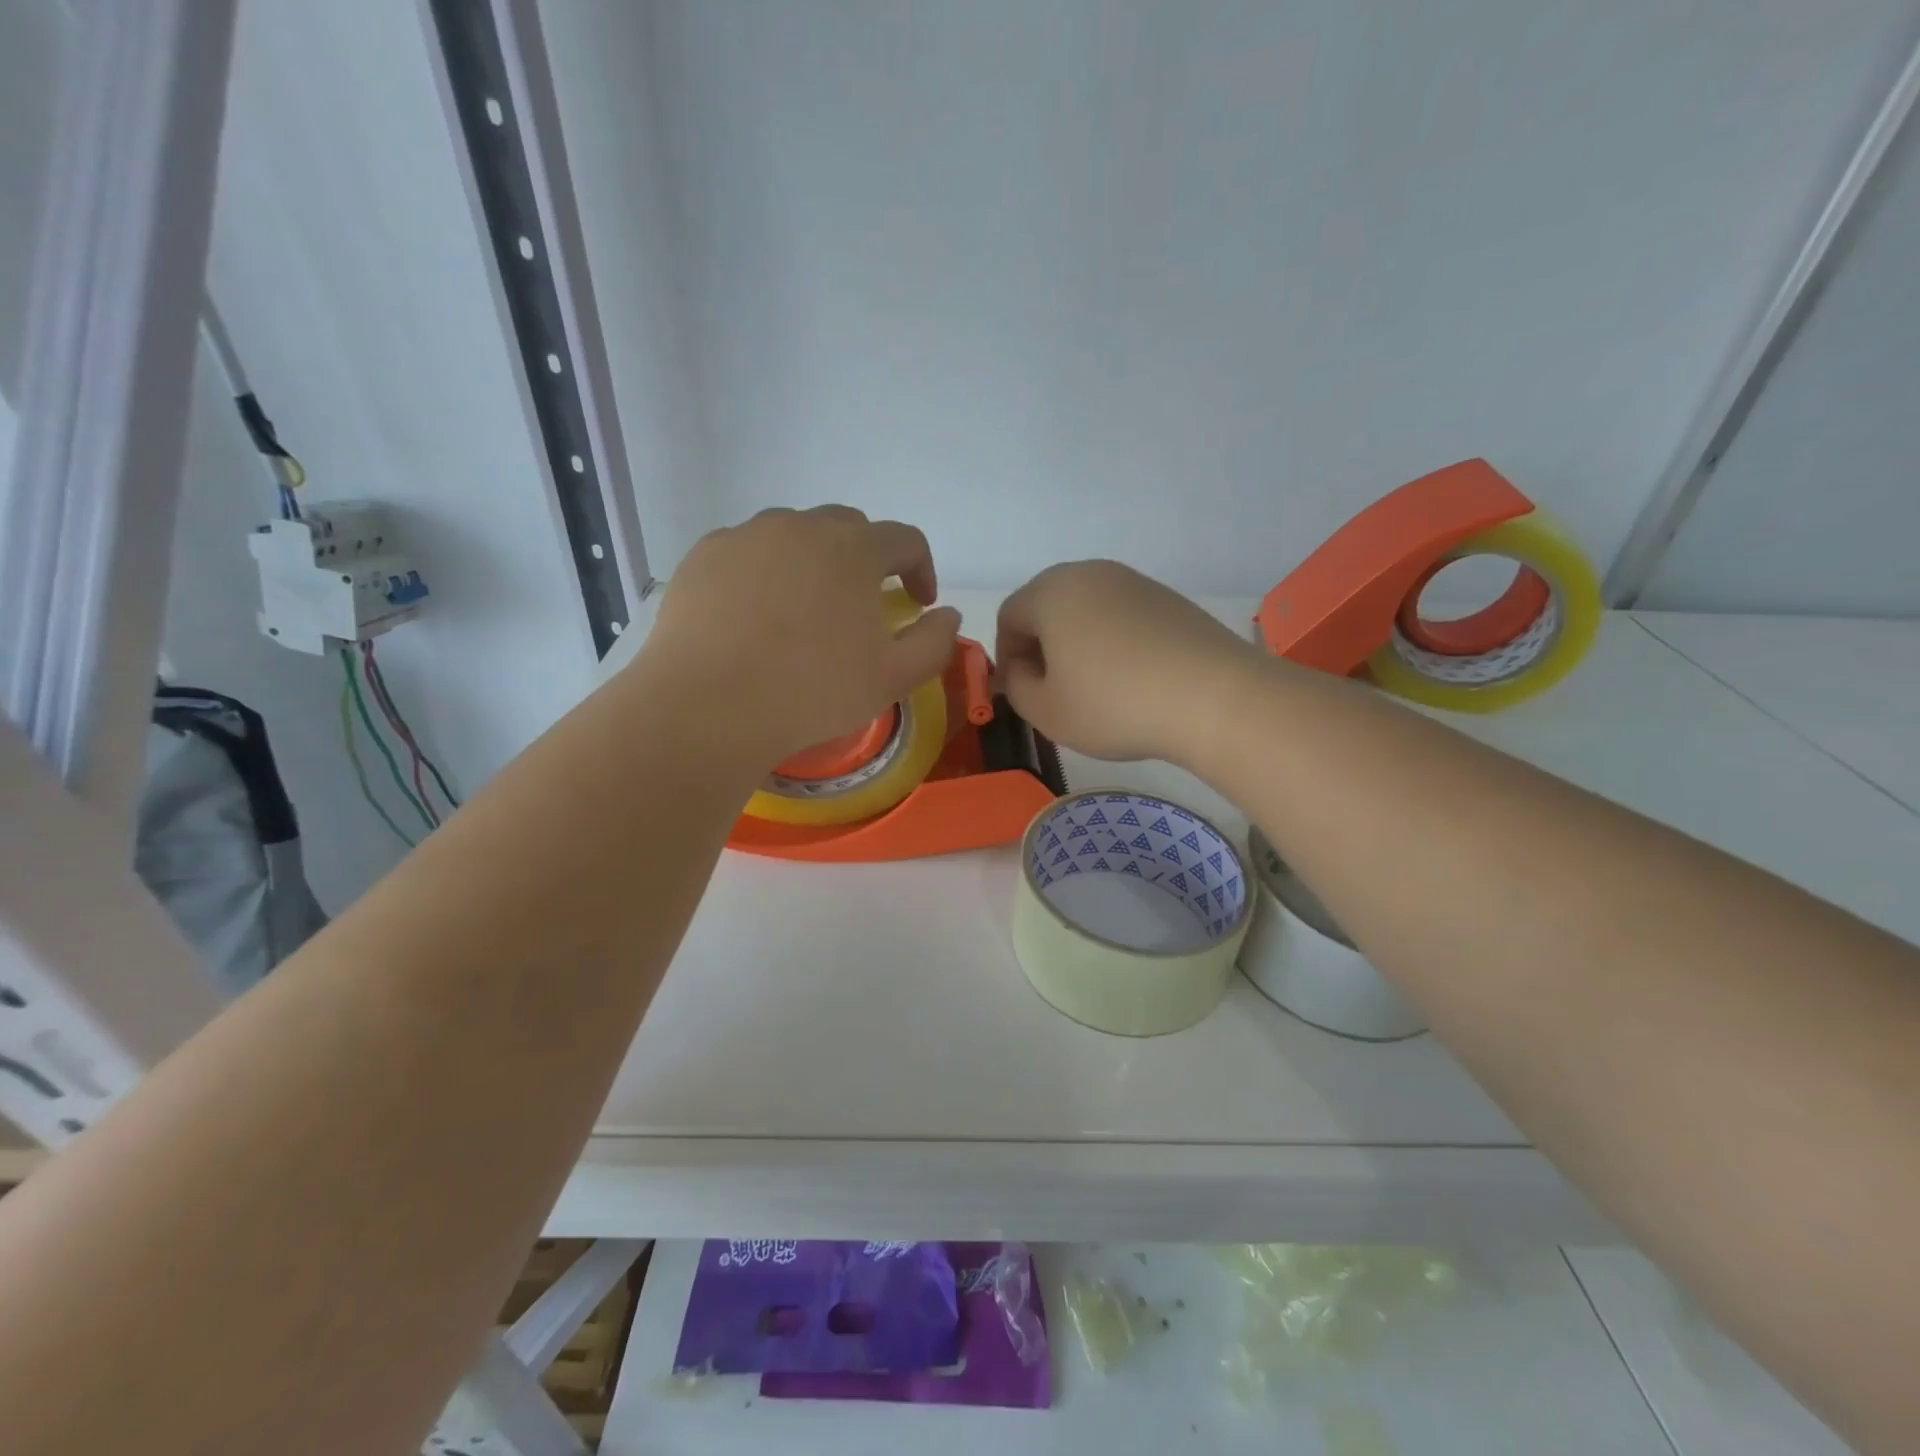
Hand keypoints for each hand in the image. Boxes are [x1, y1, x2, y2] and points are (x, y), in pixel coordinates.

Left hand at [641, 506, 961, 767]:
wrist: (710, 706)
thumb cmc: (813, 691)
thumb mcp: (894, 678)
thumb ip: (935, 642)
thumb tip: (946, 615)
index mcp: (855, 549)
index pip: (905, 540)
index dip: (921, 569)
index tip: (920, 603)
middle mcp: (802, 526)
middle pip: (848, 527)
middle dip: (866, 558)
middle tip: (863, 603)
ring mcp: (747, 536)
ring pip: (794, 535)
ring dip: (813, 561)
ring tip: (806, 608)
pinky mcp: (704, 555)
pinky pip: (748, 551)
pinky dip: (764, 572)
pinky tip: (756, 615)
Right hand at [995, 560, 1262, 764]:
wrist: (1213, 697)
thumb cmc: (1114, 704)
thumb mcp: (1047, 711)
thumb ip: (1016, 687)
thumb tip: (1021, 670)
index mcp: (1051, 592)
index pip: (1009, 616)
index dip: (1006, 657)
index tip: (1020, 693)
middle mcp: (1089, 573)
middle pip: (1047, 606)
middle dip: (1040, 646)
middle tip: (1052, 689)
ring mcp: (1133, 581)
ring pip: (1086, 609)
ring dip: (1076, 643)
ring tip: (1093, 687)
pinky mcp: (1167, 597)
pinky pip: (1121, 615)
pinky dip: (1112, 641)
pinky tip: (1130, 678)